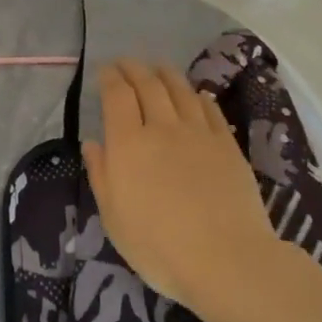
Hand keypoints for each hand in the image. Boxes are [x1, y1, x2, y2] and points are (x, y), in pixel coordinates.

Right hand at [82, 60, 274, 318]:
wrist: (226, 259)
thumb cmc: (158, 246)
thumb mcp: (114, 217)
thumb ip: (101, 175)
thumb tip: (93, 143)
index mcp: (128, 144)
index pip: (117, 96)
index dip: (110, 78)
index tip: (104, 70)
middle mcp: (162, 128)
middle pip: (148, 86)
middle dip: (134, 69)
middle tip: (126, 62)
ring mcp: (199, 134)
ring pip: (180, 90)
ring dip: (165, 73)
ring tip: (157, 66)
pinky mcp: (227, 146)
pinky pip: (210, 110)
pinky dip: (198, 96)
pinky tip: (195, 95)